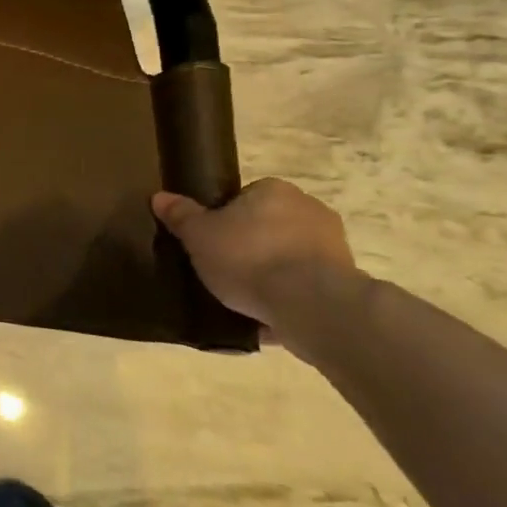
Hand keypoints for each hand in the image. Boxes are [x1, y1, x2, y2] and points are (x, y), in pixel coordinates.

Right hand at [151, 178, 356, 335]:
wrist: (311, 304)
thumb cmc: (249, 258)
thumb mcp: (199, 236)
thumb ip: (181, 215)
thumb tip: (159, 196)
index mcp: (274, 189)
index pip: (244, 199)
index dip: (225, 221)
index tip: (213, 244)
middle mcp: (309, 208)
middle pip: (269, 226)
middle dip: (252, 246)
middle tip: (226, 270)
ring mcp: (334, 245)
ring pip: (290, 256)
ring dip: (273, 273)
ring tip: (245, 300)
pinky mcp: (347, 280)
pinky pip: (307, 285)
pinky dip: (291, 297)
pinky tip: (268, 317)